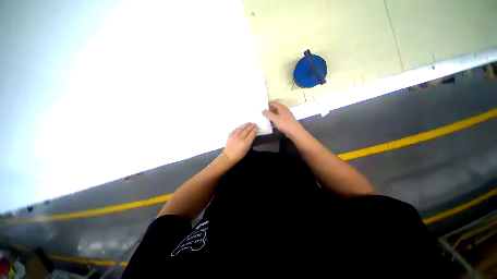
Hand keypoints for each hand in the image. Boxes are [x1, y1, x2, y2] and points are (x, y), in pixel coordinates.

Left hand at [222, 123, 257, 164]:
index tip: (256, 127)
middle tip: (254, 124)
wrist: (228, 156)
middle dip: (251, 126)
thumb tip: (252, 135)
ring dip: (246, 125)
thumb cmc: (239, 155)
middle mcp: (240, 138)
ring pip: (241, 128)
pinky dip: (240, 126)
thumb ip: (250, 141)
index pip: (252, 134)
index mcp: (246, 143)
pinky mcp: (230, 135)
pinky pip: (236, 129)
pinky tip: (242, 125)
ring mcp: (235, 136)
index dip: (255, 130)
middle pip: (247, 130)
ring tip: (249, 123)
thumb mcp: (247, 149)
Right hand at [263, 101, 302, 136]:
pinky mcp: (286, 121)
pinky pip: (278, 118)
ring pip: (276, 113)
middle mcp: (284, 110)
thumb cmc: (284, 123)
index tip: (262, 107)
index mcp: (281, 107)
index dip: (268, 104)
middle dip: (268, 110)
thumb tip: (263, 110)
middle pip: (275, 108)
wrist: (295, 131)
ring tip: (264, 118)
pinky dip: (274, 120)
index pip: (273, 103)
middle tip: (262, 113)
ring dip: (271, 115)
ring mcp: (285, 115)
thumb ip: (268, 114)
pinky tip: (270, 123)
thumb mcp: (275, 118)